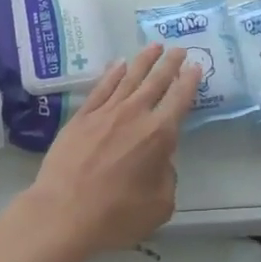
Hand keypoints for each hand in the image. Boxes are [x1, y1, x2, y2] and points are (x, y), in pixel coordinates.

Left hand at [22, 45, 199, 256]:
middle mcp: (134, 115)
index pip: (179, 99)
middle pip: (156, 81)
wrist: (64, 212)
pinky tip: (119, 64)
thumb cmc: (117, 215)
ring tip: (154, 46)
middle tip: (179, 48)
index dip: (189, 81)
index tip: (196, 66)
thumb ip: (166, 176)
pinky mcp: (82, 117)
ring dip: (144, 60)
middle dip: (170, 63)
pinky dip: (112, 73)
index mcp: (158, 135)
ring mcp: (105, 112)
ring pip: (129, 78)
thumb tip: (158, 161)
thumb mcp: (159, 205)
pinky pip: (101, 88)